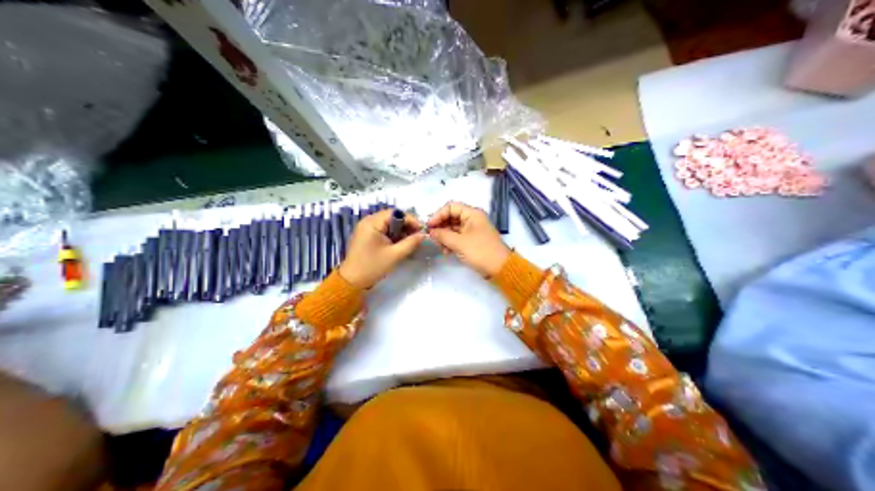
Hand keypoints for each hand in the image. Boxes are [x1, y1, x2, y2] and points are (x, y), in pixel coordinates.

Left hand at [339, 210, 428, 288]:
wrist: (352, 281)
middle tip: (417, 236)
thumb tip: (423, 235)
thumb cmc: (373, 266)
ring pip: (388, 224)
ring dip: (400, 230)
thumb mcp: (395, 255)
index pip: (395, 213)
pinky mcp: (366, 235)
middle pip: (391, 217)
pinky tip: (399, 243)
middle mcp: (367, 221)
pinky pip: (382, 230)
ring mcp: (365, 228)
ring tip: (410, 241)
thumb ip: (411, 243)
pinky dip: (392, 234)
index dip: (410, 219)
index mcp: (372, 223)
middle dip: (406, 225)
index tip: (421, 230)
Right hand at [426, 199, 509, 275]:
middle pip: (451, 217)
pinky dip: (450, 243)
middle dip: (441, 227)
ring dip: (444, 236)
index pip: (451, 207)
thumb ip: (443, 235)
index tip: (429, 226)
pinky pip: (457, 237)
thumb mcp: (459, 243)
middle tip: (432, 237)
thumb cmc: (480, 251)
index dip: (438, 215)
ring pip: (453, 228)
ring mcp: (472, 230)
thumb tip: (431, 231)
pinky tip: (446, 251)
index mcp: (472, 214)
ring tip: (440, 247)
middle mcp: (472, 219)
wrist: (500, 268)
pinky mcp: (472, 241)